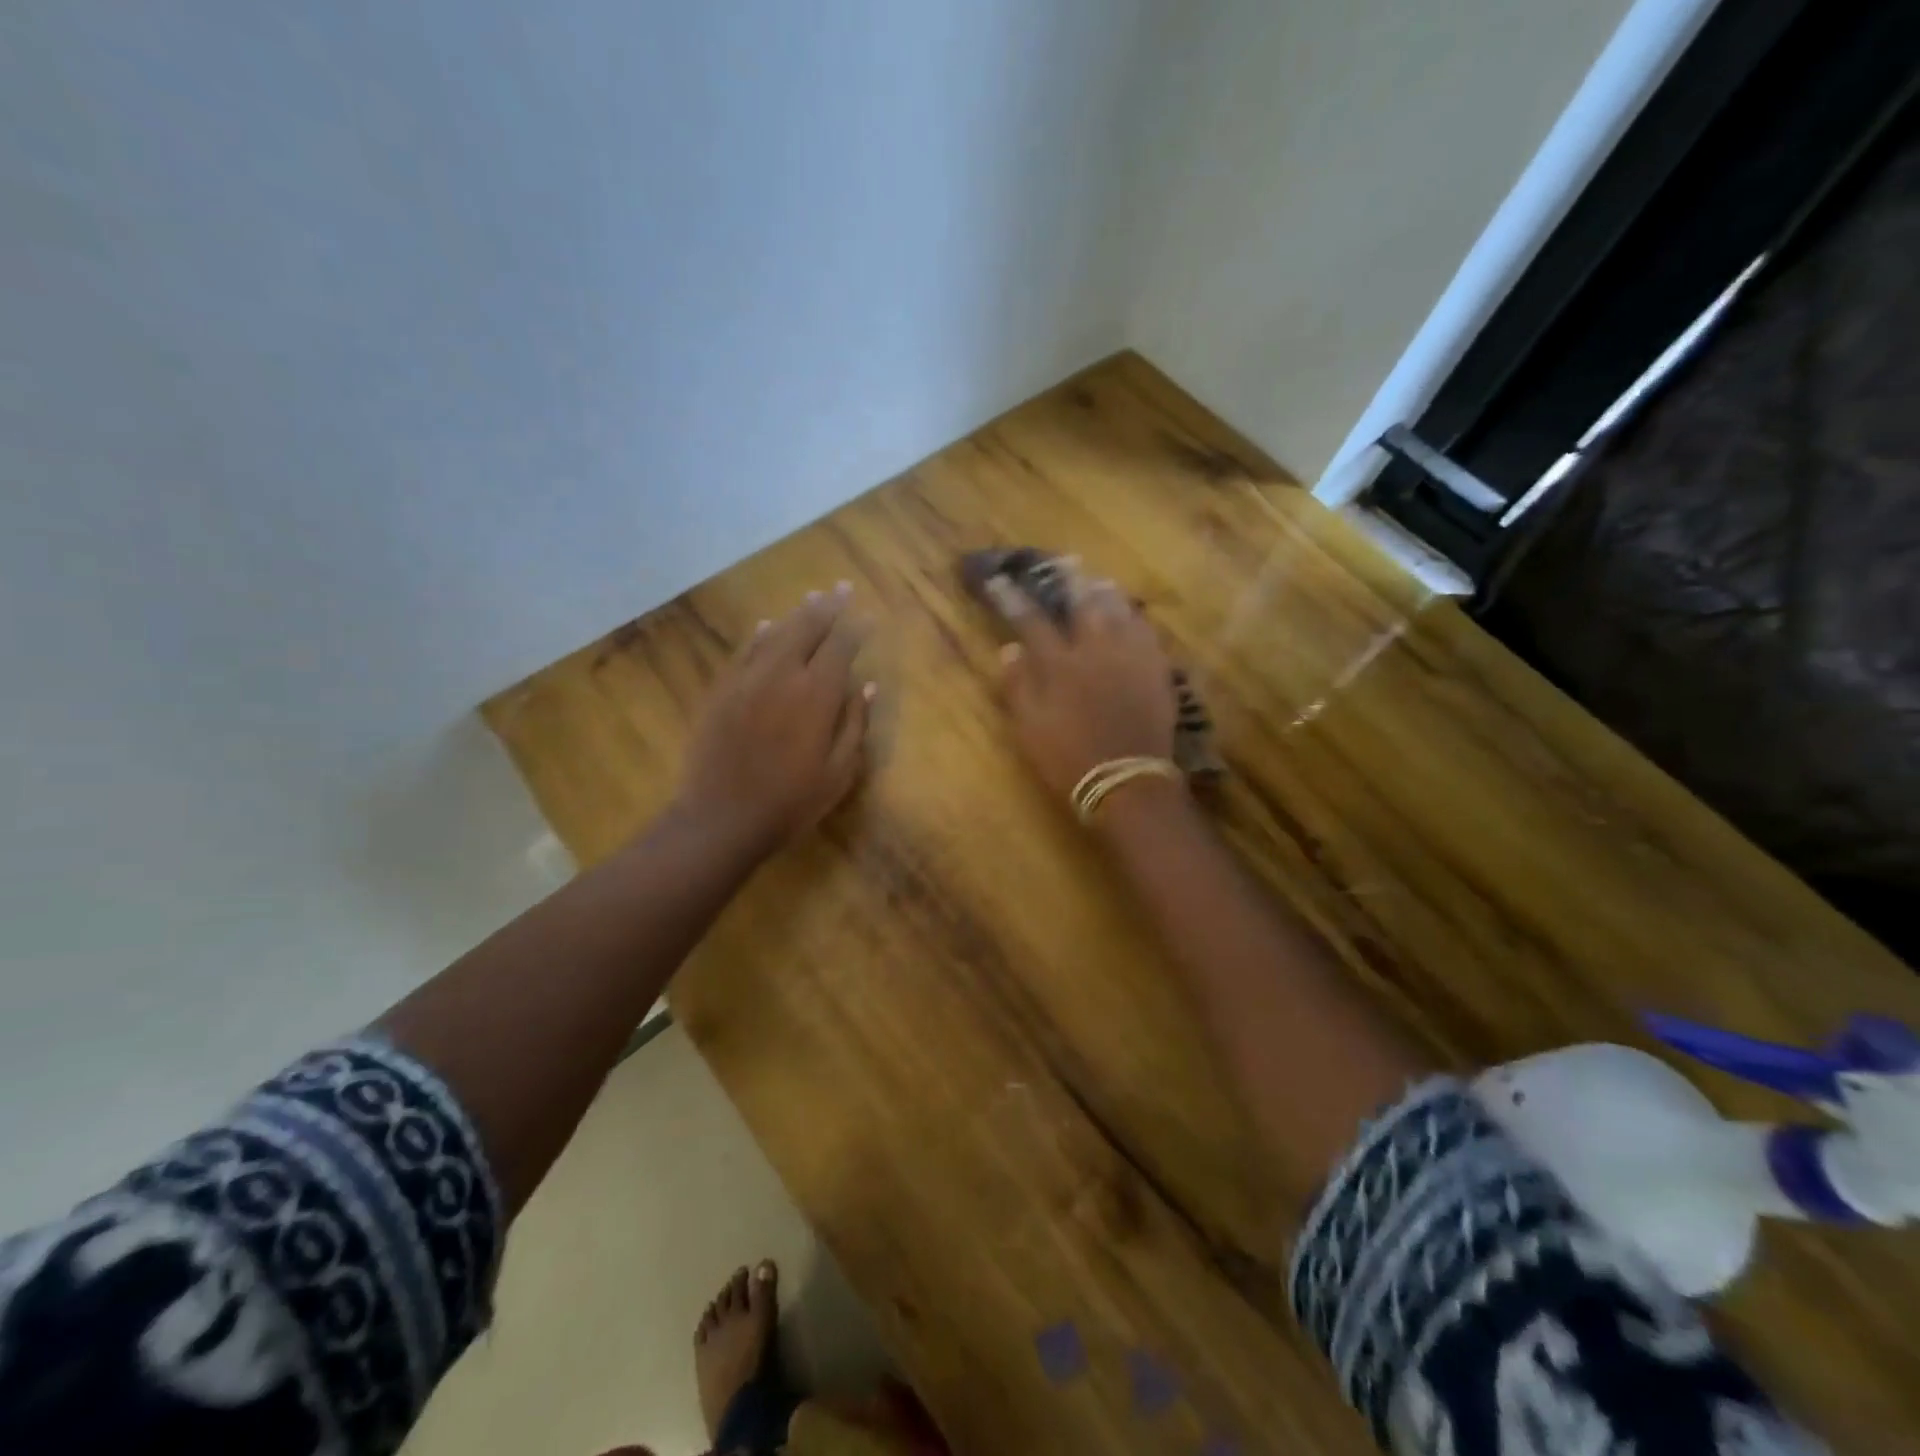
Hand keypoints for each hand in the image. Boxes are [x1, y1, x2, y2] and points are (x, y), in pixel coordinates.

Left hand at [676, 584, 873, 853]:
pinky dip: (759, 635)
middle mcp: (782, 675)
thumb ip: (855, 724)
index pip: (841, 646)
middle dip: (828, 607)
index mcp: (817, 695)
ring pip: (775, 634)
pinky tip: (767, 626)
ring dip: (796, 614)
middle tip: (842, 588)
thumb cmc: (790, 802)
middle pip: (808, 629)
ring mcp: (747, 680)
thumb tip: (868, 686)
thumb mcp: (838, 772)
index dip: (856, 627)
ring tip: (813, 598)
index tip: (868, 613)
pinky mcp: (721, 691)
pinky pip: (744, 652)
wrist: (721, 819)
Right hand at [991, 570, 1178, 801]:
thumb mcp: (1029, 727)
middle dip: (1070, 580)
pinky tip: (1133, 616)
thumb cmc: (1068, 758)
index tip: (1001, 579)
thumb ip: (1018, 686)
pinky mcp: (1156, 670)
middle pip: (1083, 603)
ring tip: (1101, 581)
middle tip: (1066, 562)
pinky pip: (1147, 633)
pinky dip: (1136, 619)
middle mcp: (1095, 650)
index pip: (1031, 620)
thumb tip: (1009, 649)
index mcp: (1059, 664)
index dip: (1013, 598)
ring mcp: (1130, 657)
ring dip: (1107, 593)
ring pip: (1119, 612)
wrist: (1125, 780)